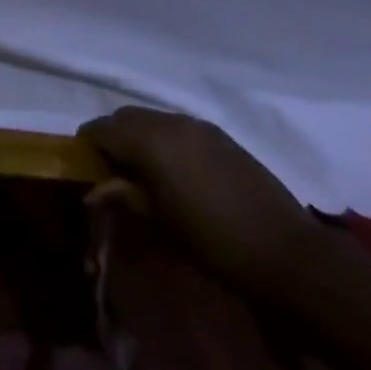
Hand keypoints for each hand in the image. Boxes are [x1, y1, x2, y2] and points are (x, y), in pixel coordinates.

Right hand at [80, 107, 320, 288]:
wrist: (285, 252)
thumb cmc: (212, 242)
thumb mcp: (159, 222)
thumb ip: (123, 196)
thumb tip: (93, 192)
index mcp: (148, 140)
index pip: (101, 128)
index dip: (88, 144)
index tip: (85, 167)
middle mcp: (169, 121)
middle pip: (126, 117)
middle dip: (113, 137)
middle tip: (113, 171)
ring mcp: (198, 125)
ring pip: (153, 119)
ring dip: (141, 137)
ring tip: (145, 172)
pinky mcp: (220, 135)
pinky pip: (178, 126)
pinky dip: (166, 139)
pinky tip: (176, 171)